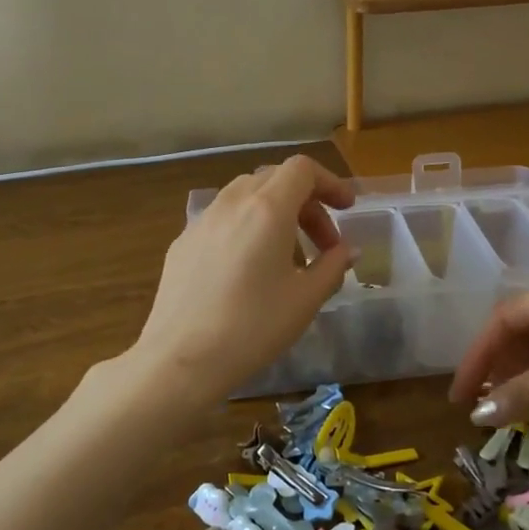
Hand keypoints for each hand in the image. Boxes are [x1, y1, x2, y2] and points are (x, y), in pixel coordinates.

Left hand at [129, 155, 355, 402]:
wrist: (181, 359)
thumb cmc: (253, 327)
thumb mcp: (305, 299)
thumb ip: (332, 266)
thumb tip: (347, 250)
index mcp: (267, 208)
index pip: (302, 170)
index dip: (329, 183)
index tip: (346, 210)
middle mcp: (232, 203)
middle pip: (275, 180)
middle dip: (306, 203)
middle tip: (323, 244)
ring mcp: (202, 221)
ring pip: (245, 196)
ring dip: (275, 214)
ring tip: (287, 257)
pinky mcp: (182, 243)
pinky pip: (222, 219)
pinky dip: (247, 228)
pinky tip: (248, 270)